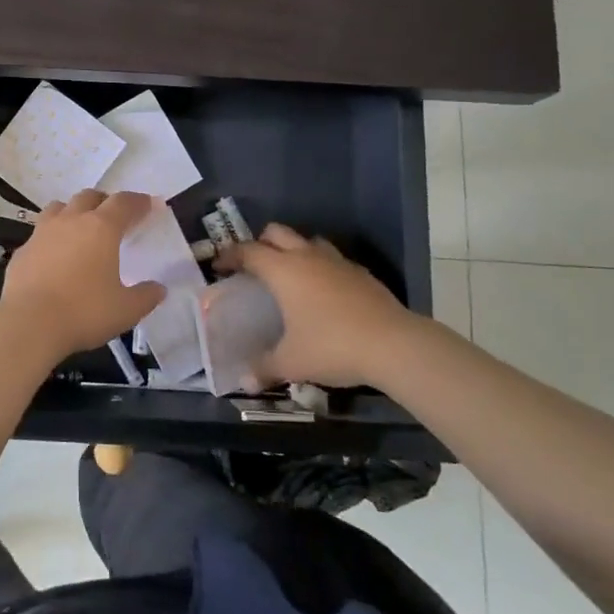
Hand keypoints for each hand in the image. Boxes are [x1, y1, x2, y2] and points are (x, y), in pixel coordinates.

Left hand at [0, 189, 164, 358]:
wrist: (29, 323)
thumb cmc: (84, 312)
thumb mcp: (126, 310)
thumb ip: (146, 296)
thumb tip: (159, 289)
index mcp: (101, 228)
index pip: (123, 203)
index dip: (138, 202)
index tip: (148, 205)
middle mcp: (71, 221)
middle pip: (89, 196)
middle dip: (104, 202)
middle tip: (114, 217)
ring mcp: (42, 233)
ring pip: (59, 207)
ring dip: (73, 212)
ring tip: (80, 228)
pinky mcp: (22, 250)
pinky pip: (39, 233)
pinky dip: (51, 237)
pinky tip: (54, 257)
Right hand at [214, 223, 423, 389]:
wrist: (394, 345)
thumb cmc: (332, 346)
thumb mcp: (292, 362)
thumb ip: (265, 368)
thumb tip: (244, 382)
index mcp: (283, 270)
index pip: (248, 251)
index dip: (230, 256)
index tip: (219, 267)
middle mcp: (307, 256)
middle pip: (276, 232)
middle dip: (260, 243)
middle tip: (253, 266)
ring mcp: (337, 262)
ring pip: (308, 241)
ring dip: (293, 250)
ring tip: (289, 275)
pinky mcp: (361, 273)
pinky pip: (332, 260)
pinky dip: (321, 267)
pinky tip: (324, 292)